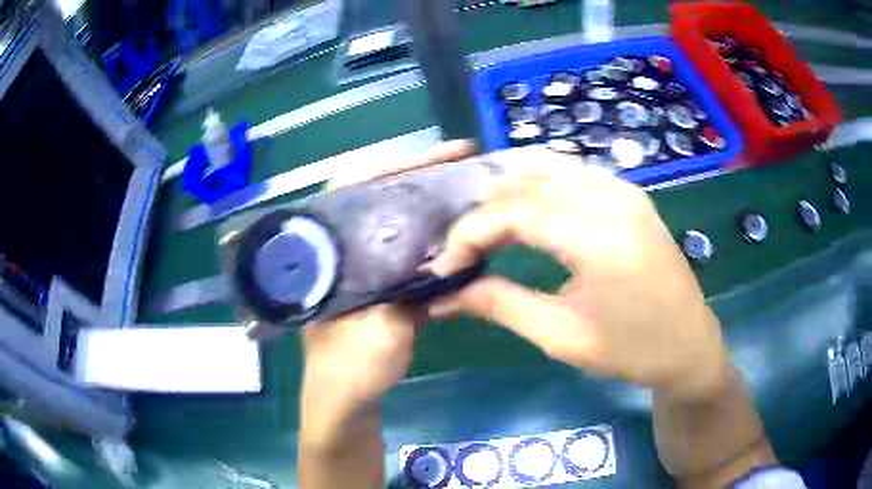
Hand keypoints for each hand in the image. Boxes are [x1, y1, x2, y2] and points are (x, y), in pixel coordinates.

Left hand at [300, 140, 475, 446]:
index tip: (433, 156)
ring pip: (388, 220)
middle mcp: (336, 250)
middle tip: (458, 159)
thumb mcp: (382, 329)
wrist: (345, 404)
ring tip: (461, 185)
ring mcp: (355, 266)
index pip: (347, 188)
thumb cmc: (352, 370)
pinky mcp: (372, 283)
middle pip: (373, 197)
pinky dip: (426, 234)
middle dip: (415, 176)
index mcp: (322, 253)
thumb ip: (410, 288)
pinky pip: (400, 247)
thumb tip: (445, 248)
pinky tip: (453, 229)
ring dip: (423, 201)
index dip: (388, 166)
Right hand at [427, 147, 729, 402]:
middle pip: (528, 181)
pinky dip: (537, 181)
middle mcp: (614, 197)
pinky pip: (572, 170)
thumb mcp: (562, 337)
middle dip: (484, 210)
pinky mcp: (629, 192)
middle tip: (462, 247)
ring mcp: (625, 189)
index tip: (445, 265)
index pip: (515, 211)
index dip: (470, 233)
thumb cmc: (631, 350)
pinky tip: (521, 204)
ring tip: (484, 224)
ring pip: (548, 164)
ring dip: (508, 188)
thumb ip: (500, 305)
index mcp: (602, 238)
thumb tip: (445, 296)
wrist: (689, 345)